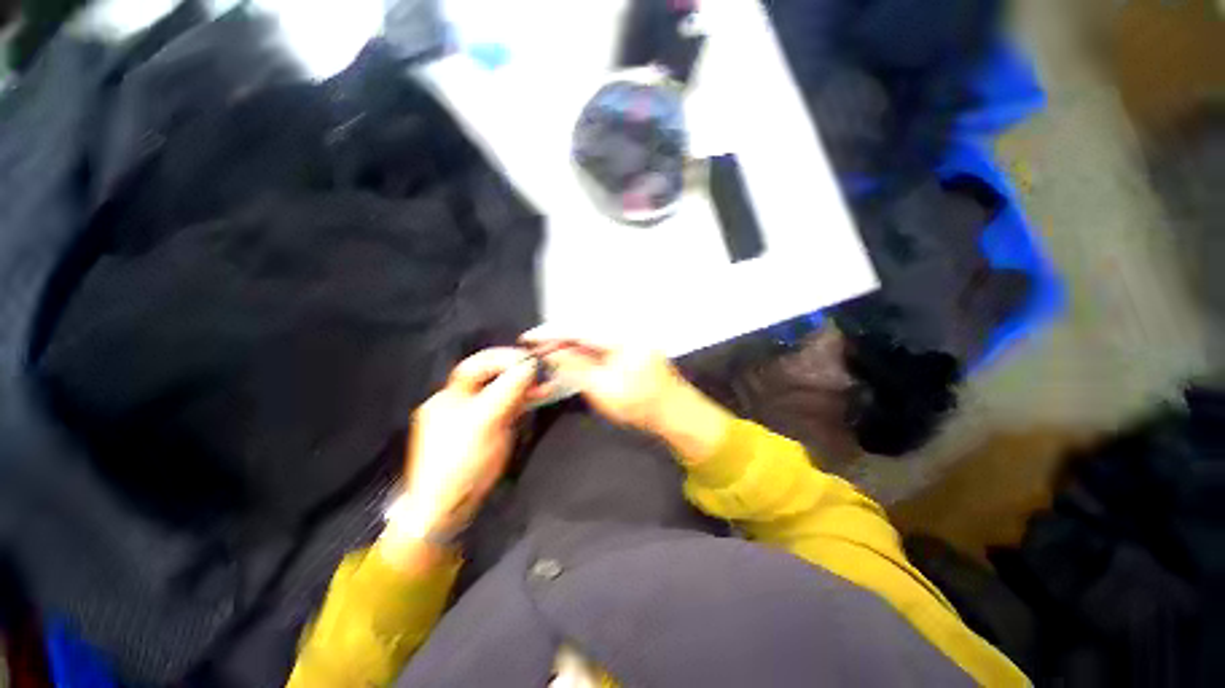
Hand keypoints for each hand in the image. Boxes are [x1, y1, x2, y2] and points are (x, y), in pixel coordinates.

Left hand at [388, 348, 536, 550]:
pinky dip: (523, 402)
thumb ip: (507, 390)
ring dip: (524, 388)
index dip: (503, 358)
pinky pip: (507, 409)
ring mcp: (475, 417)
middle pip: (491, 378)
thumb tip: (530, 365)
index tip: (529, 360)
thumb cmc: (460, 460)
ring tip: (546, 388)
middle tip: (542, 374)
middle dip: (518, 373)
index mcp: (450, 396)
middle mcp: (461, 402)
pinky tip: (538, 399)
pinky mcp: (487, 430)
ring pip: (502, 393)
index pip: (478, 365)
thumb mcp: (484, 421)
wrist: (446, 507)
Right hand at [521, 331, 682, 432]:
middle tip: (537, 348)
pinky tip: (574, 355)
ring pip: (592, 335)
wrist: (676, 412)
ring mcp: (630, 337)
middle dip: (558, 337)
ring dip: (570, 342)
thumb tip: (553, 351)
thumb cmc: (641, 405)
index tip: (529, 338)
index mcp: (620, 338)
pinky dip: (585, 348)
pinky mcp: (632, 345)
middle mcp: (625, 331)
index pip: (578, 329)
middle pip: (584, 328)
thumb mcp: (604, 389)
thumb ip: (577, 367)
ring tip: (550, 352)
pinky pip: (602, 342)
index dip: (551, 333)